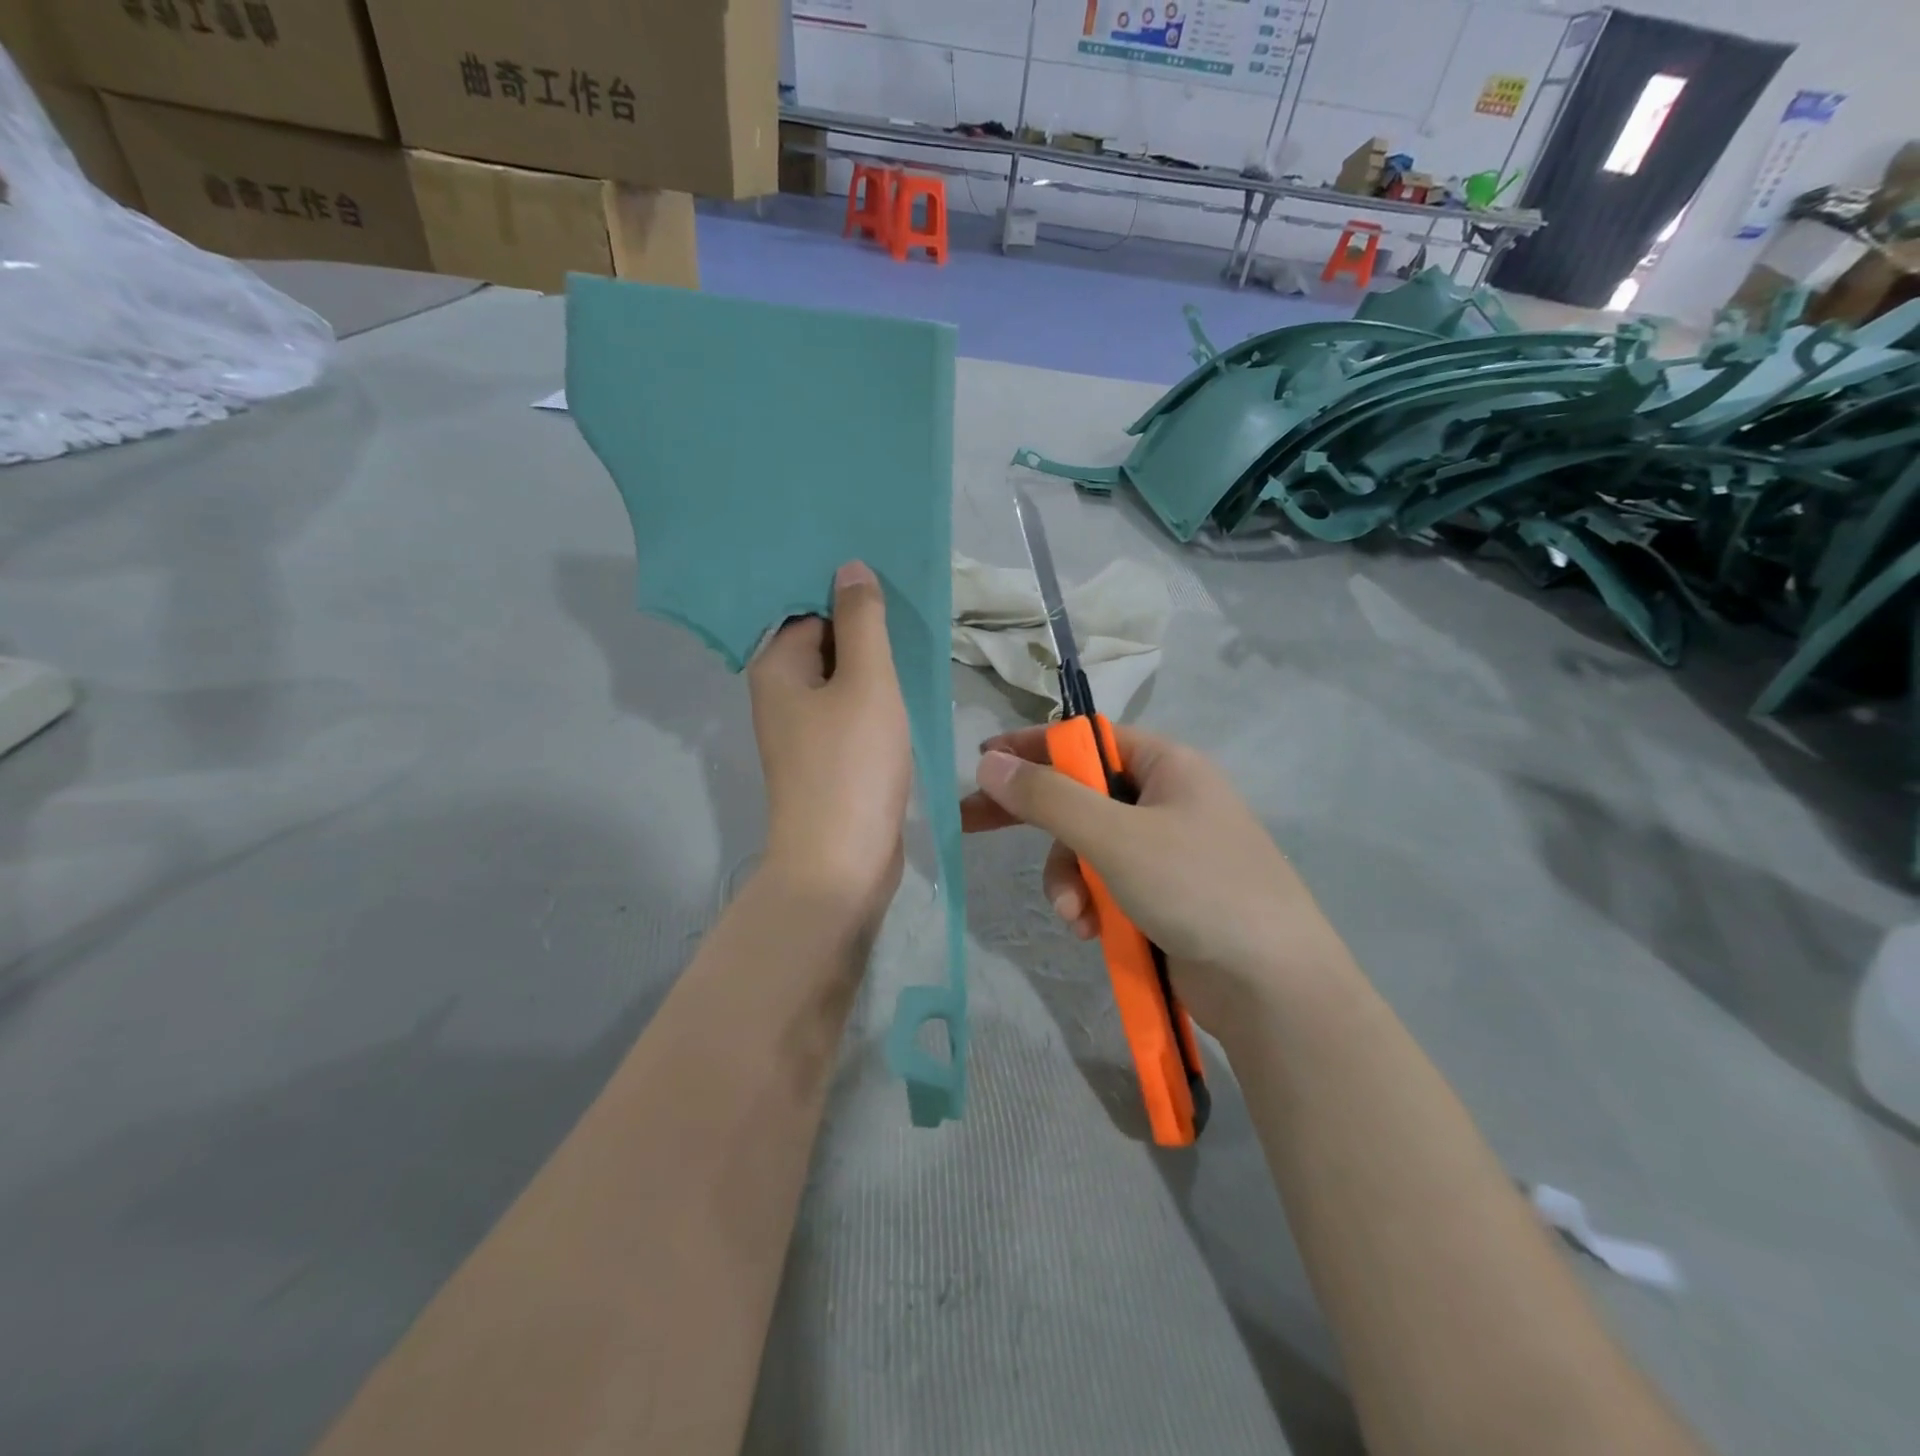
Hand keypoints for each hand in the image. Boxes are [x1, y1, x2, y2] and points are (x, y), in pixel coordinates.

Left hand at [748, 561, 911, 922]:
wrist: (841, 864)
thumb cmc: (851, 765)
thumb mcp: (866, 682)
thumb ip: (861, 622)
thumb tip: (849, 567)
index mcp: (776, 668)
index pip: (810, 609)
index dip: (849, 597)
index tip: (892, 587)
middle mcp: (781, 695)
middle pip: (825, 643)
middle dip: (866, 631)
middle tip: (913, 614)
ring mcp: (804, 732)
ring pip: (842, 682)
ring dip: (876, 668)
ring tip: (918, 647)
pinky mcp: (827, 761)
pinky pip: (851, 715)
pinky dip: (876, 703)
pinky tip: (908, 693)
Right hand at [960, 725, 1350, 1032]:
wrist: (1274, 986)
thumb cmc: (1197, 888)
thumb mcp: (1115, 837)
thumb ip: (1048, 798)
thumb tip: (989, 762)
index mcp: (1167, 765)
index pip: (1087, 740)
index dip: (1033, 746)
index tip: (982, 762)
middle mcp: (1167, 800)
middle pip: (1081, 795)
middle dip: (1036, 820)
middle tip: (972, 825)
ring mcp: (1167, 851)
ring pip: (1088, 848)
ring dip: (1067, 879)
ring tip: (1072, 916)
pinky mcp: (1164, 896)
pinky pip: (1107, 884)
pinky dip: (1091, 904)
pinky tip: (1090, 932)